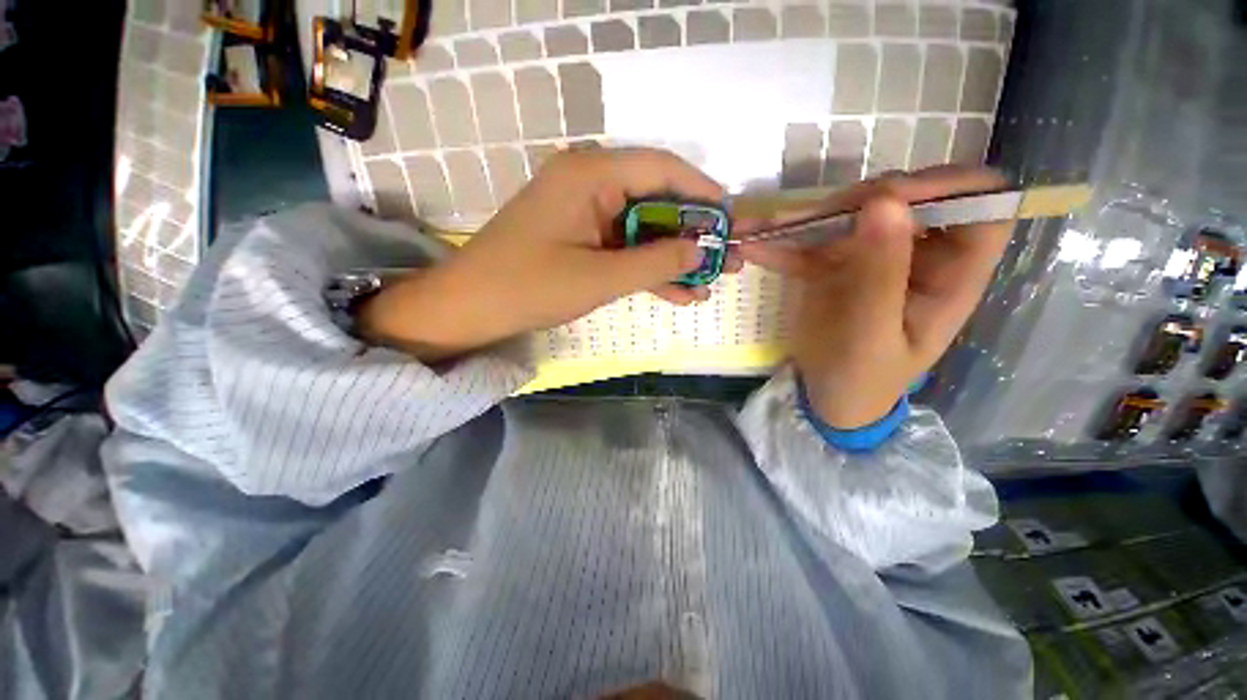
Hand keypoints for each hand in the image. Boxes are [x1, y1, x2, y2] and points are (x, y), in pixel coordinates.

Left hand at [357, 148, 737, 361]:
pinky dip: (648, 269)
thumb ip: (656, 262)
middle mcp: (590, 183)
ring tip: (710, 283)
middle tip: (726, 259)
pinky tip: (678, 292)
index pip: (661, 169)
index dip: (701, 191)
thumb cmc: (530, 287)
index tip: (731, 218)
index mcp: (591, 174)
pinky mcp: (581, 238)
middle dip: (692, 234)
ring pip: (643, 231)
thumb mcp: (601, 277)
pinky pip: (624, 248)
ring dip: (674, 258)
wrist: (472, 308)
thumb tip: (701, 249)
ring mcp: (585, 213)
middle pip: (656, 202)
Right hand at [738, 166, 1010, 428]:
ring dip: (815, 215)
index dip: (948, 189)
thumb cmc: (862, 378)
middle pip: (912, 198)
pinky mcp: (836, 264)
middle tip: (821, 218)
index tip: (890, 198)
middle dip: (866, 199)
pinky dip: (784, 240)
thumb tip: (885, 199)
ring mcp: (873, 257)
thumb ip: (880, 274)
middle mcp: (919, 256)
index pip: (984, 206)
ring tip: (774, 227)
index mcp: (952, 276)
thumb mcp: (872, 335)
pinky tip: (754, 245)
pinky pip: (813, 240)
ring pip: (858, 211)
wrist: (827, 396)